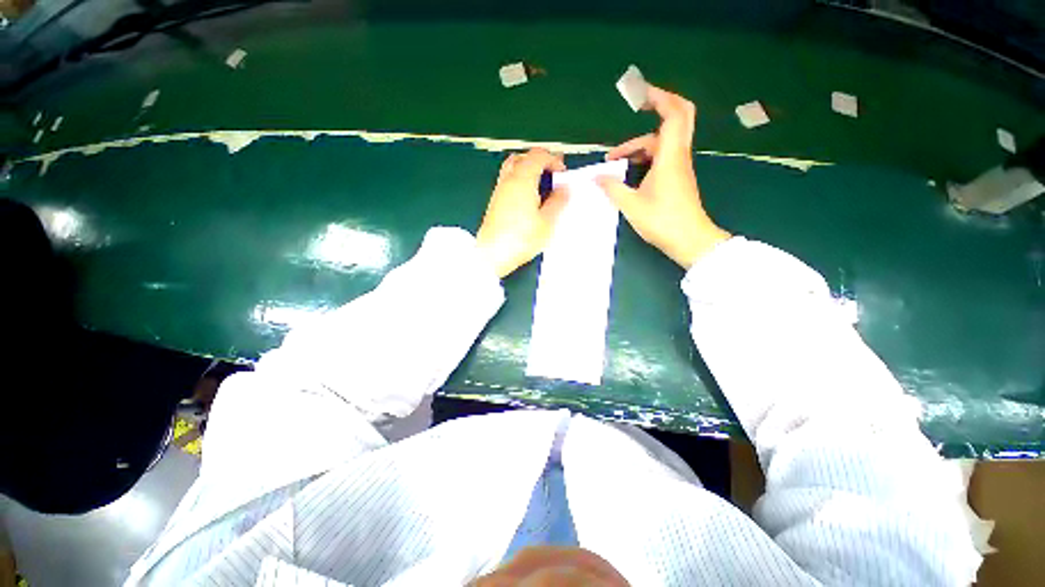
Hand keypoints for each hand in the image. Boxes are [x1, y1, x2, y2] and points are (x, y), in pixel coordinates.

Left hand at [476, 148, 568, 277]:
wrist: (492, 254)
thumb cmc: (520, 239)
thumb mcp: (548, 222)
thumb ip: (559, 201)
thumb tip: (564, 188)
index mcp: (522, 179)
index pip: (538, 155)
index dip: (554, 160)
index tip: (562, 174)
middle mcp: (508, 180)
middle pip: (523, 157)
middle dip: (539, 162)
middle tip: (551, 177)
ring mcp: (499, 190)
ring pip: (513, 169)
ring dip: (529, 172)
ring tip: (541, 190)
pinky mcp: (495, 202)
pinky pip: (509, 183)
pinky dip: (520, 183)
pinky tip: (529, 202)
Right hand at [597, 85, 729, 268]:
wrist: (689, 240)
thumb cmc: (662, 221)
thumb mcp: (631, 205)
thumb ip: (612, 188)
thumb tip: (596, 177)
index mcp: (670, 157)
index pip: (673, 114)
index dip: (660, 97)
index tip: (641, 92)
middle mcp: (678, 156)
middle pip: (679, 117)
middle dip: (660, 105)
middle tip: (639, 102)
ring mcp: (679, 166)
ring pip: (664, 141)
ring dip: (640, 143)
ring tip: (614, 159)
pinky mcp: (677, 177)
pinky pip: (662, 155)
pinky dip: (645, 155)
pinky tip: (629, 169)